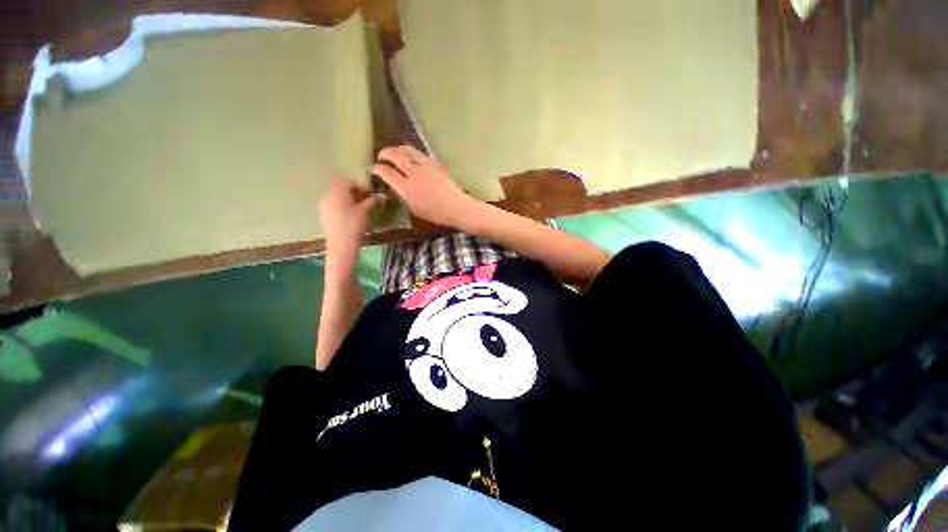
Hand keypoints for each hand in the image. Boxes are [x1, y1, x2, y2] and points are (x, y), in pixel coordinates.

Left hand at [319, 176, 382, 254]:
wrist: (341, 246)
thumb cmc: (354, 225)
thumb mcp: (365, 211)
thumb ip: (372, 201)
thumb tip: (381, 195)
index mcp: (337, 191)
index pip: (349, 182)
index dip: (361, 186)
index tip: (370, 195)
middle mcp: (328, 195)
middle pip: (342, 189)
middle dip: (355, 194)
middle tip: (368, 202)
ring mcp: (324, 206)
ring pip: (338, 199)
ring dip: (350, 201)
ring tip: (362, 211)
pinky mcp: (324, 217)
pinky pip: (335, 207)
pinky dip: (344, 209)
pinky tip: (353, 219)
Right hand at [372, 145, 478, 229]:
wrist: (456, 207)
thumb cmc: (435, 213)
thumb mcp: (415, 209)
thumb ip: (403, 196)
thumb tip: (396, 187)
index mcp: (407, 188)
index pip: (387, 173)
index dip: (378, 169)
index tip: (374, 168)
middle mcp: (414, 173)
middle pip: (396, 156)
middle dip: (385, 153)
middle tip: (381, 155)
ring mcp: (425, 166)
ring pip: (408, 150)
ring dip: (398, 149)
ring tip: (395, 151)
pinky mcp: (435, 164)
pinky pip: (419, 153)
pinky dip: (411, 152)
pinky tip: (411, 155)